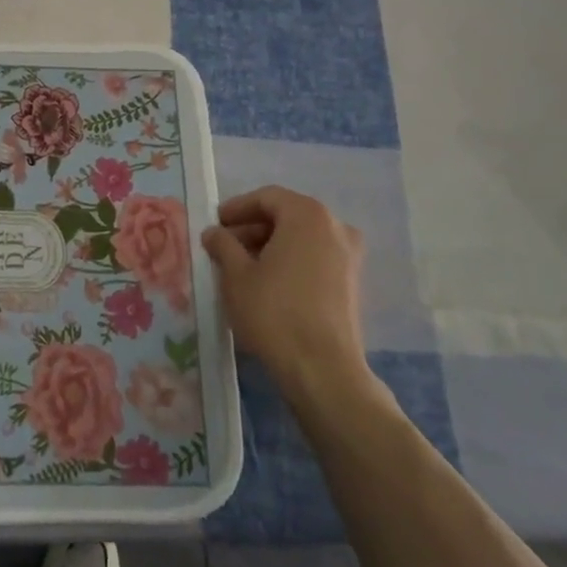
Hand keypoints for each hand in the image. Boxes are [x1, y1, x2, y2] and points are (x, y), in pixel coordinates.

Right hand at [201, 187, 378, 408]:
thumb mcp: (236, 275)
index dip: (237, 208)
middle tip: (224, 246)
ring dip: (270, 245)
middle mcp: (335, 227)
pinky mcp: (352, 282)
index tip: (215, 224)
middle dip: (253, 227)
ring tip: (241, 266)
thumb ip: (223, 245)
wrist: (322, 368)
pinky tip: (267, 282)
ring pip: (302, 237)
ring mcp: (349, 255)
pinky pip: (315, 257)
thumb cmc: (274, 311)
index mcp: (307, 215)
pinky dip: (290, 260)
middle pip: (287, 215)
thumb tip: (214, 233)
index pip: (267, 197)